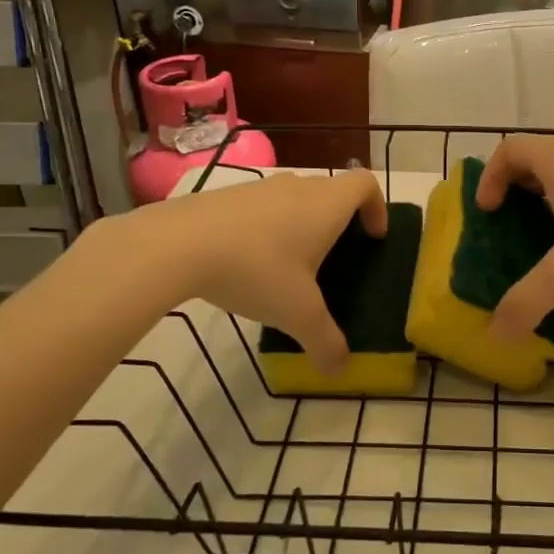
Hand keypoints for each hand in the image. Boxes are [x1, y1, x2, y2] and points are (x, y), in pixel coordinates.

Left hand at [153, 170, 387, 372]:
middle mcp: (297, 187)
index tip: (372, 236)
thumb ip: (325, 342)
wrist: (177, 244)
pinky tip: (246, 263)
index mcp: (325, 205)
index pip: (365, 183)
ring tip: (287, 266)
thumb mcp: (297, 314)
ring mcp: (258, 188)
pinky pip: (259, 207)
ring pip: (292, 198)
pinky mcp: (225, 196)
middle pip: (330, 191)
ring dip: (299, 224)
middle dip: (338, 221)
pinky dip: (265, 227)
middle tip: (333, 259)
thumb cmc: (256, 270)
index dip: (376, 206)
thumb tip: (340, 370)